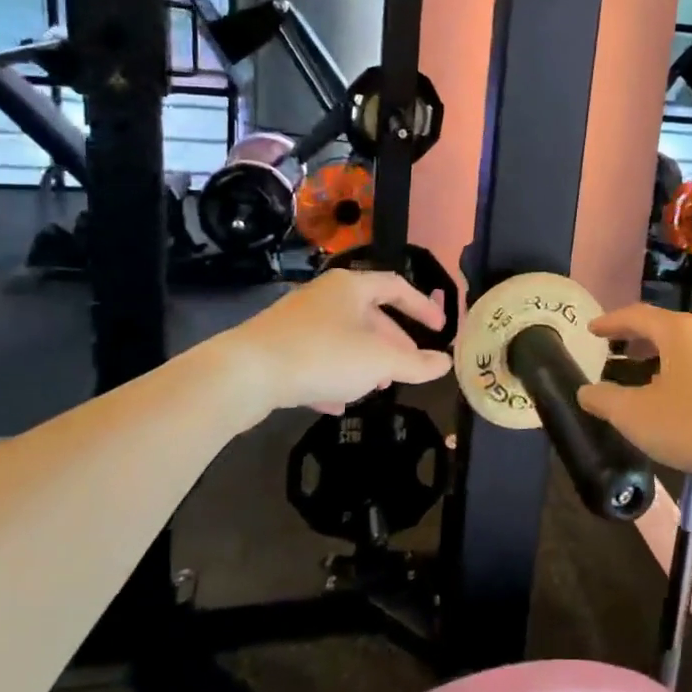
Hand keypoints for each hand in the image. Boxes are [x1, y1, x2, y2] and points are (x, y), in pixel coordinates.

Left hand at [226, 269, 451, 414]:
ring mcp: (297, 320)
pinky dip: (332, 376)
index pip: (397, 287)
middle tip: (406, 366)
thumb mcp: (379, 361)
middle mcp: (324, 295)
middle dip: (392, 342)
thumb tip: (445, 363)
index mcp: (351, 286)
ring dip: (363, 362)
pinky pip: (315, 357)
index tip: (440, 329)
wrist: (245, 374)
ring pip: (342, 337)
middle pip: (369, 314)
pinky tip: (335, 404)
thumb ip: (416, 364)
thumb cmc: (323, 355)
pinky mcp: (276, 346)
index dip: (422, 307)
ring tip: (376, 388)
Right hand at [577, 304, 691, 484]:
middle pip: (665, 328)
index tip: (592, 329)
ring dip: (662, 358)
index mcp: (680, 332)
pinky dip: (684, 372)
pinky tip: (679, 399)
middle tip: (616, 354)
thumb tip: (586, 392)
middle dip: (637, 340)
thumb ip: (605, 400)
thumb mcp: (636, 416)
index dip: (611, 322)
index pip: (637, 315)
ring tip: (644, 378)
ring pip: (688, 347)